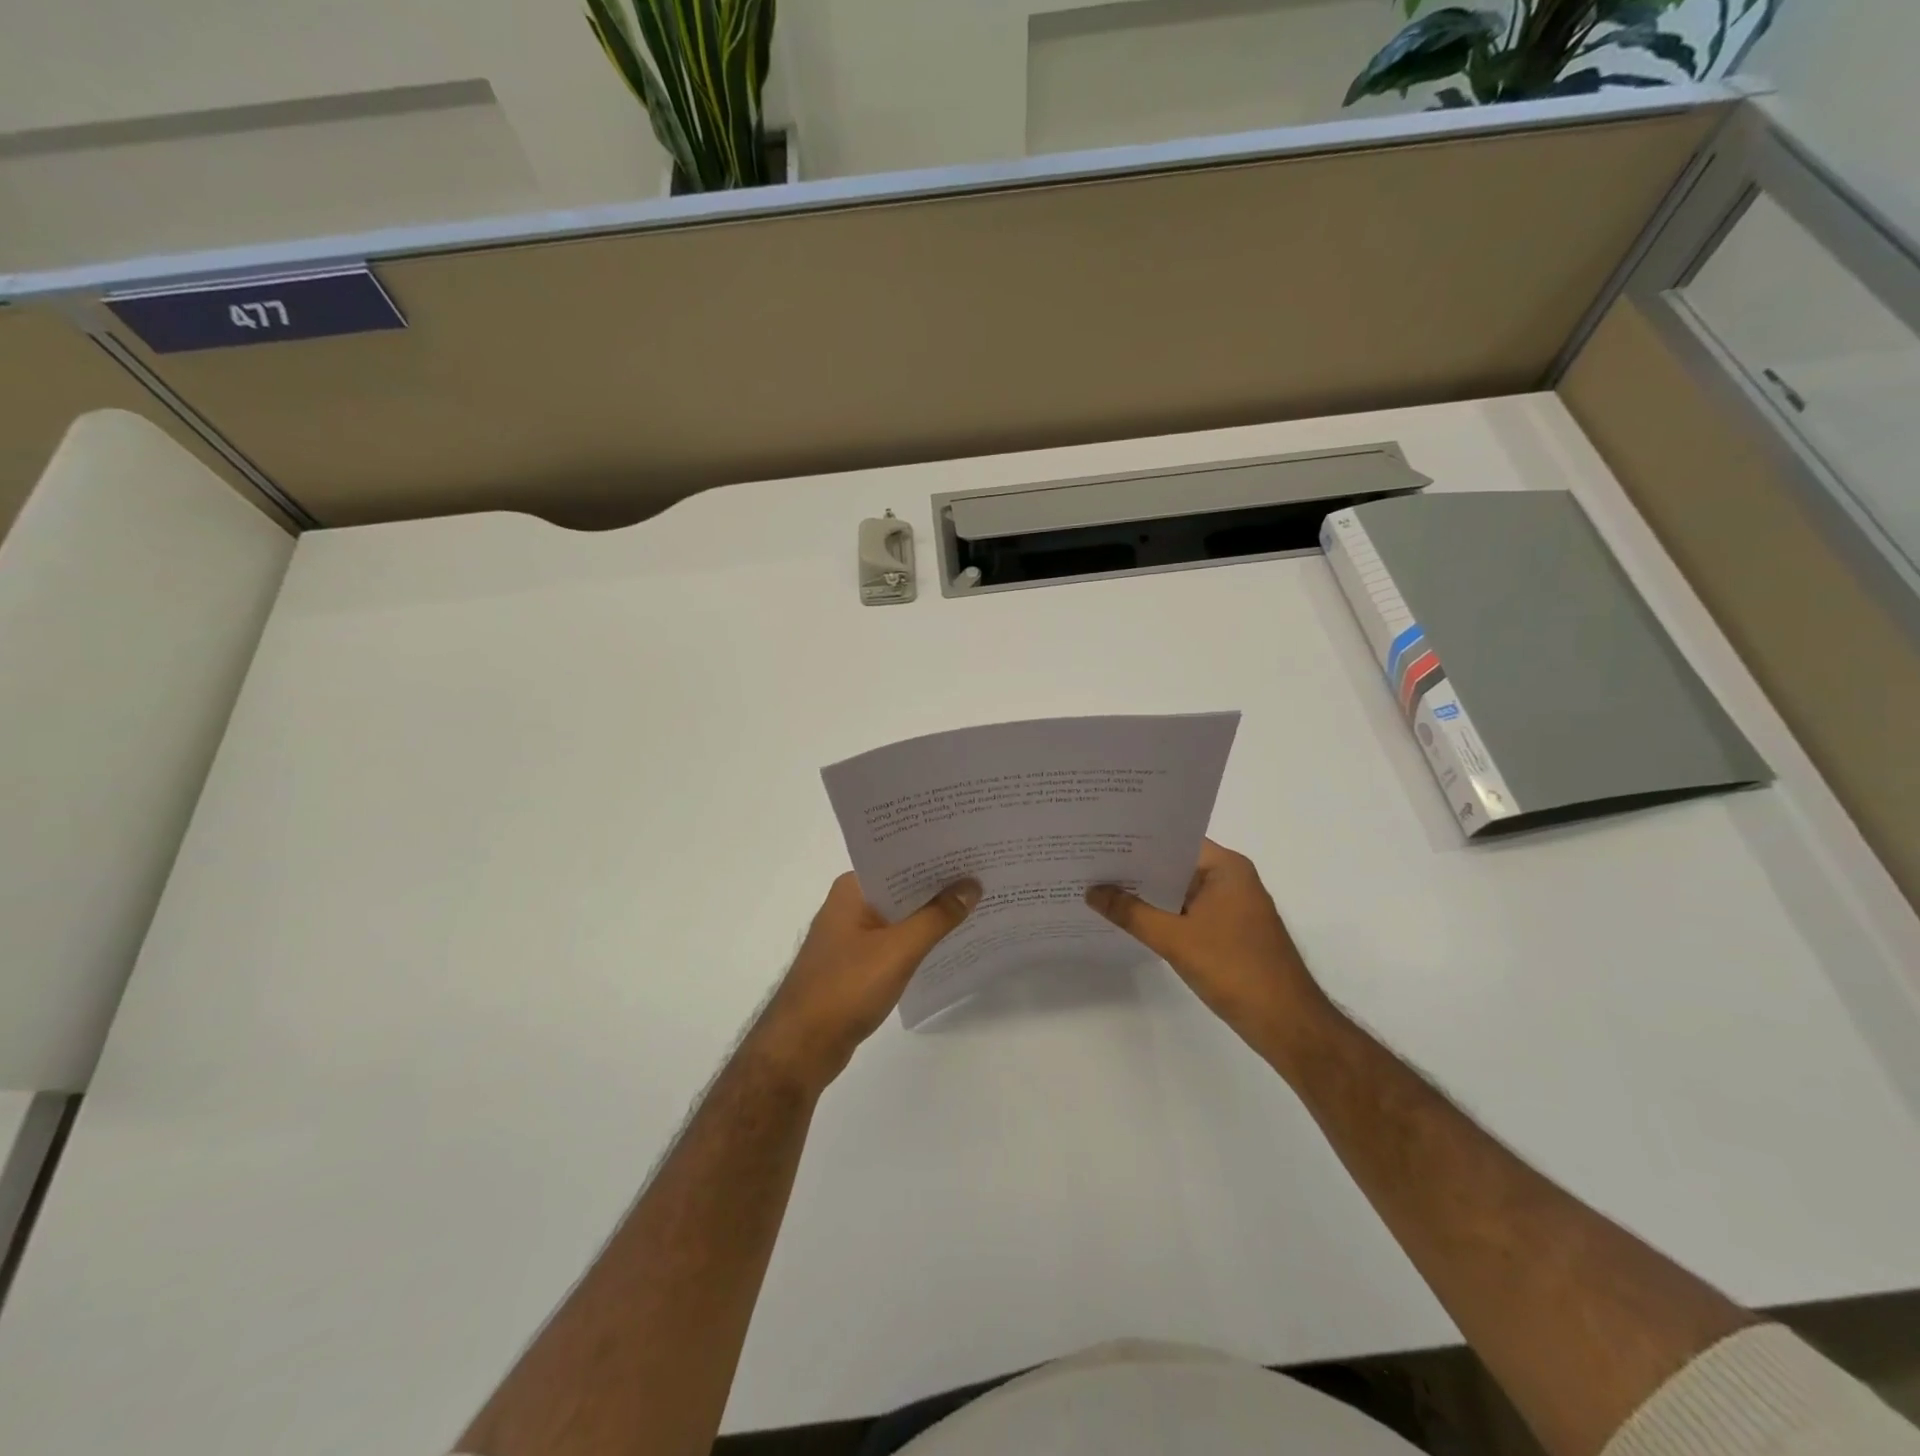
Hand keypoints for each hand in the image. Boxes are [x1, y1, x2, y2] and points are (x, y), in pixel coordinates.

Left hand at [751, 873, 979, 1093]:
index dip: (935, 855)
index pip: (899, 859)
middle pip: (902, 886)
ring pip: (900, 915)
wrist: (801, 1047)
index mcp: (852, 888)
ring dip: (931, 914)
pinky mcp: (855, 962)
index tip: (972, 849)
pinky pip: (894, 940)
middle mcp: (849, 904)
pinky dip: (918, 939)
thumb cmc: (846, 988)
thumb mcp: (899, 950)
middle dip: (939, 885)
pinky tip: (948, 942)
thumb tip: (971, 885)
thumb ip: (937, 917)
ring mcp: (851, 934)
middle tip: (985, 874)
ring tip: (977, 905)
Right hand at [1086, 840, 1331, 1055]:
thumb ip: (1131, 912)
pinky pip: (1188, 912)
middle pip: (1175, 864)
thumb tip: (1091, 891)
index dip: (1137, 839)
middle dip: (1136, 867)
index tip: (1100, 837)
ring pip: (1180, 891)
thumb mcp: (1174, 939)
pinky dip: (1163, 915)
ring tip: (1100, 887)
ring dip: (1148, 894)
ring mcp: (1232, 907)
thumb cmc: (1234, 969)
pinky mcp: (1229, 932)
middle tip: (1091, 862)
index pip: (1174, 840)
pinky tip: (1130, 919)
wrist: (1287, 1023)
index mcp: (1226, 867)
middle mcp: (1231, 879)